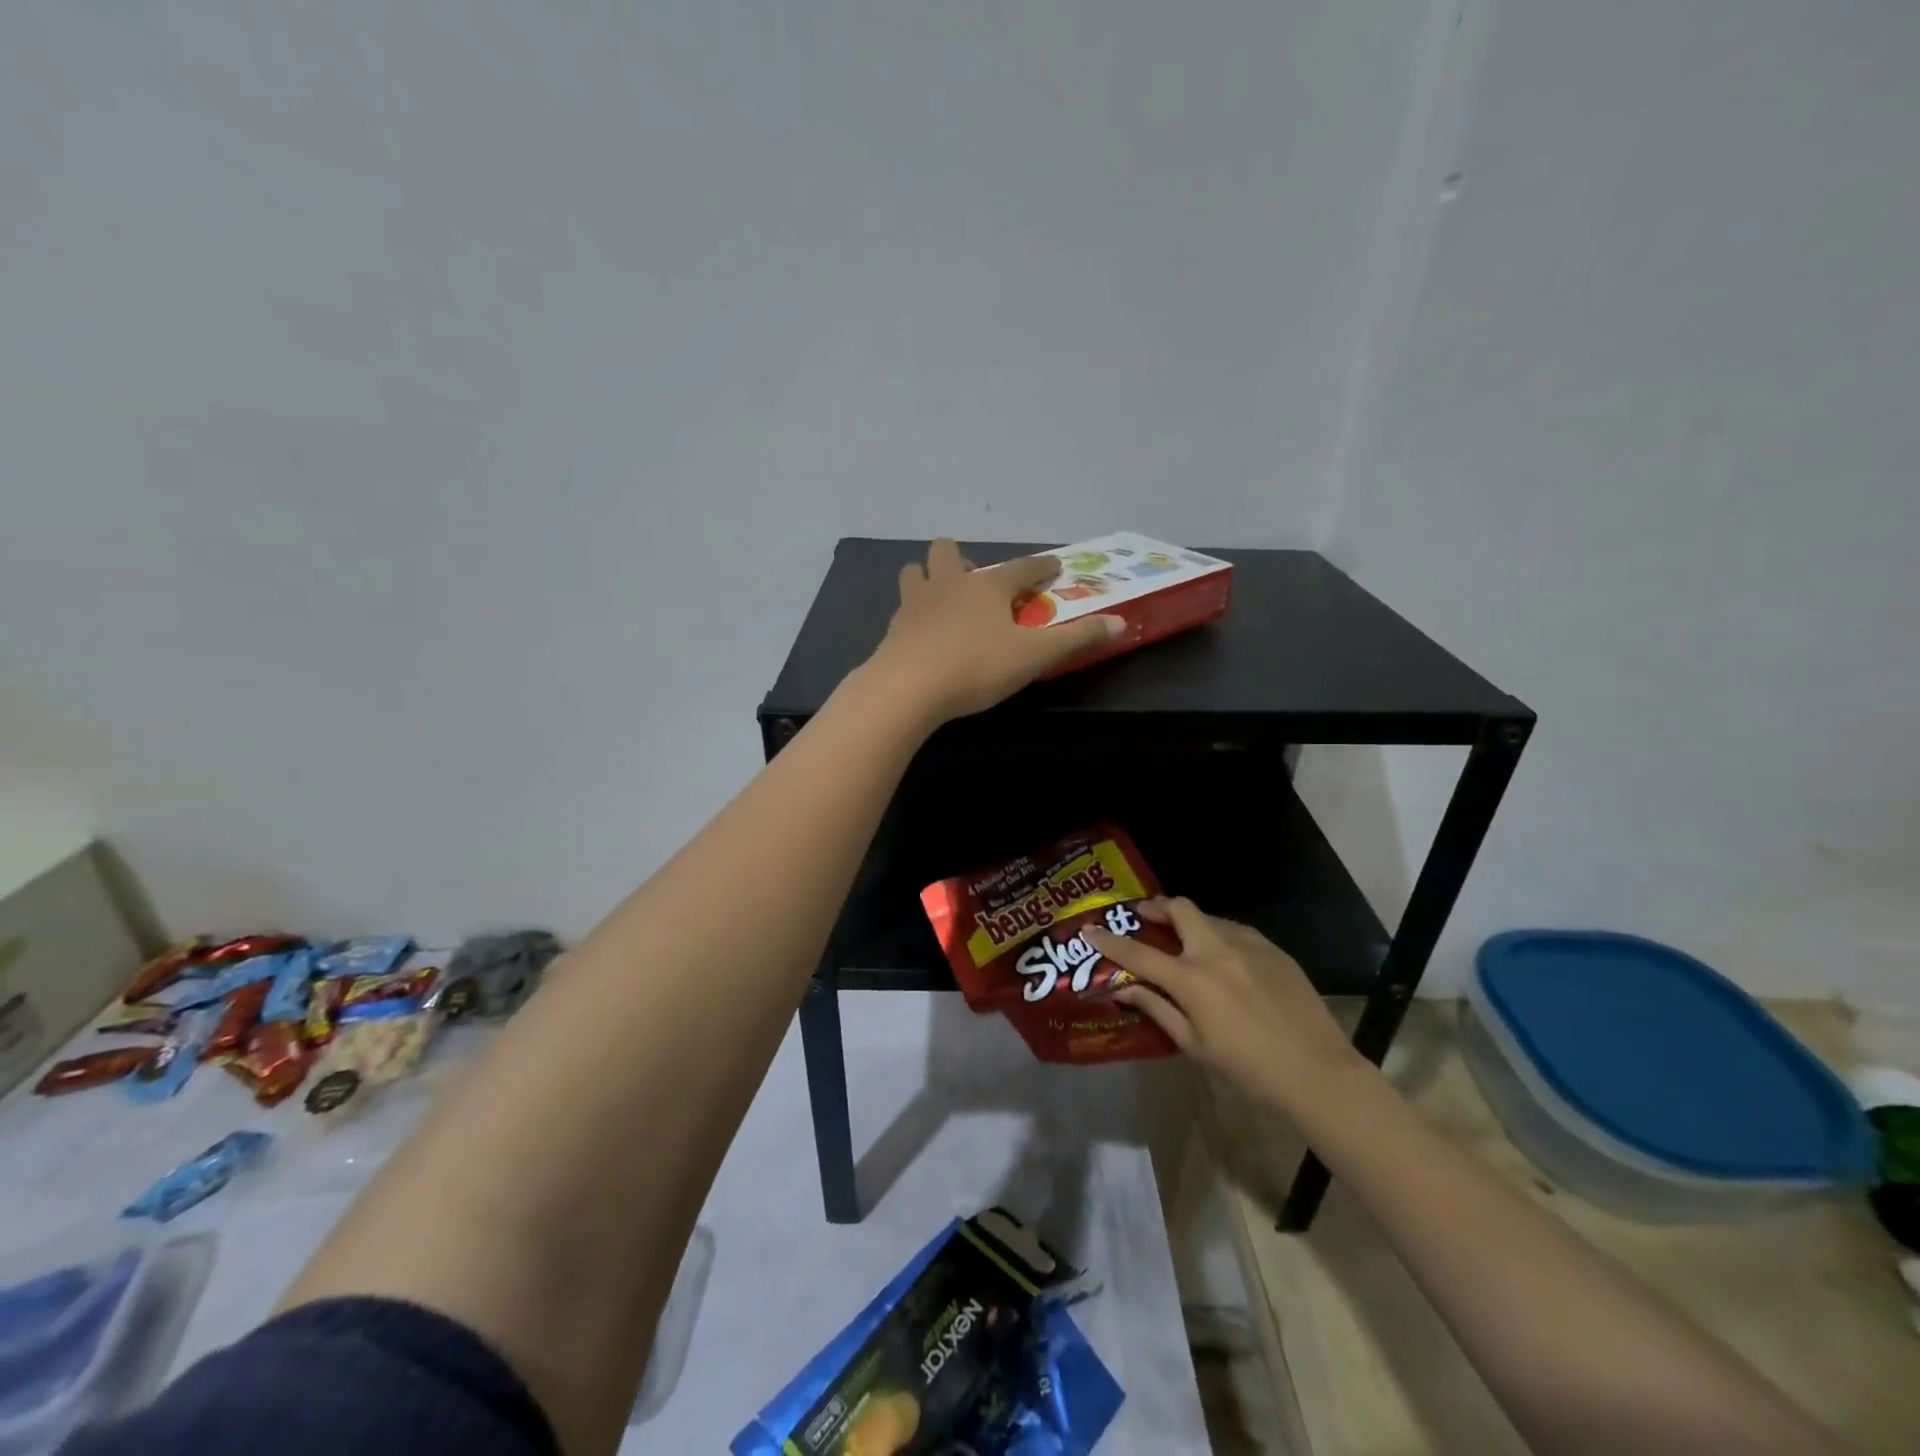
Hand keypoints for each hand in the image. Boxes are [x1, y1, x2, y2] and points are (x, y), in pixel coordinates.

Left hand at [865, 540, 1121, 723]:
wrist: (908, 688)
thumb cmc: (976, 667)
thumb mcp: (1034, 657)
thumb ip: (1076, 639)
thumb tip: (1120, 623)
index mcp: (987, 586)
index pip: (1021, 568)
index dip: (1040, 566)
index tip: (1052, 566)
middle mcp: (948, 584)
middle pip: (948, 551)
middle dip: (963, 561)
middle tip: (978, 587)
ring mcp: (915, 604)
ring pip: (915, 572)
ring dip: (929, 579)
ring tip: (943, 603)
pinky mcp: (893, 629)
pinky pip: (902, 609)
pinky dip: (914, 615)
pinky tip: (922, 635)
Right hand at [1084, 897, 1366, 1119]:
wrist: (1318, 1073)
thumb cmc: (1247, 1069)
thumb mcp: (1194, 1045)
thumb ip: (1157, 1009)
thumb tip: (1125, 988)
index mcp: (1191, 978)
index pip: (1138, 951)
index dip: (1109, 940)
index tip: (1090, 929)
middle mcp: (1215, 950)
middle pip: (1179, 908)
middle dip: (1156, 907)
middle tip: (1146, 917)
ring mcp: (1248, 945)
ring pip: (1209, 916)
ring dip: (1190, 921)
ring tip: (1185, 940)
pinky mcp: (1274, 949)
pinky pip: (1237, 931)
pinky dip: (1219, 935)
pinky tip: (1224, 959)